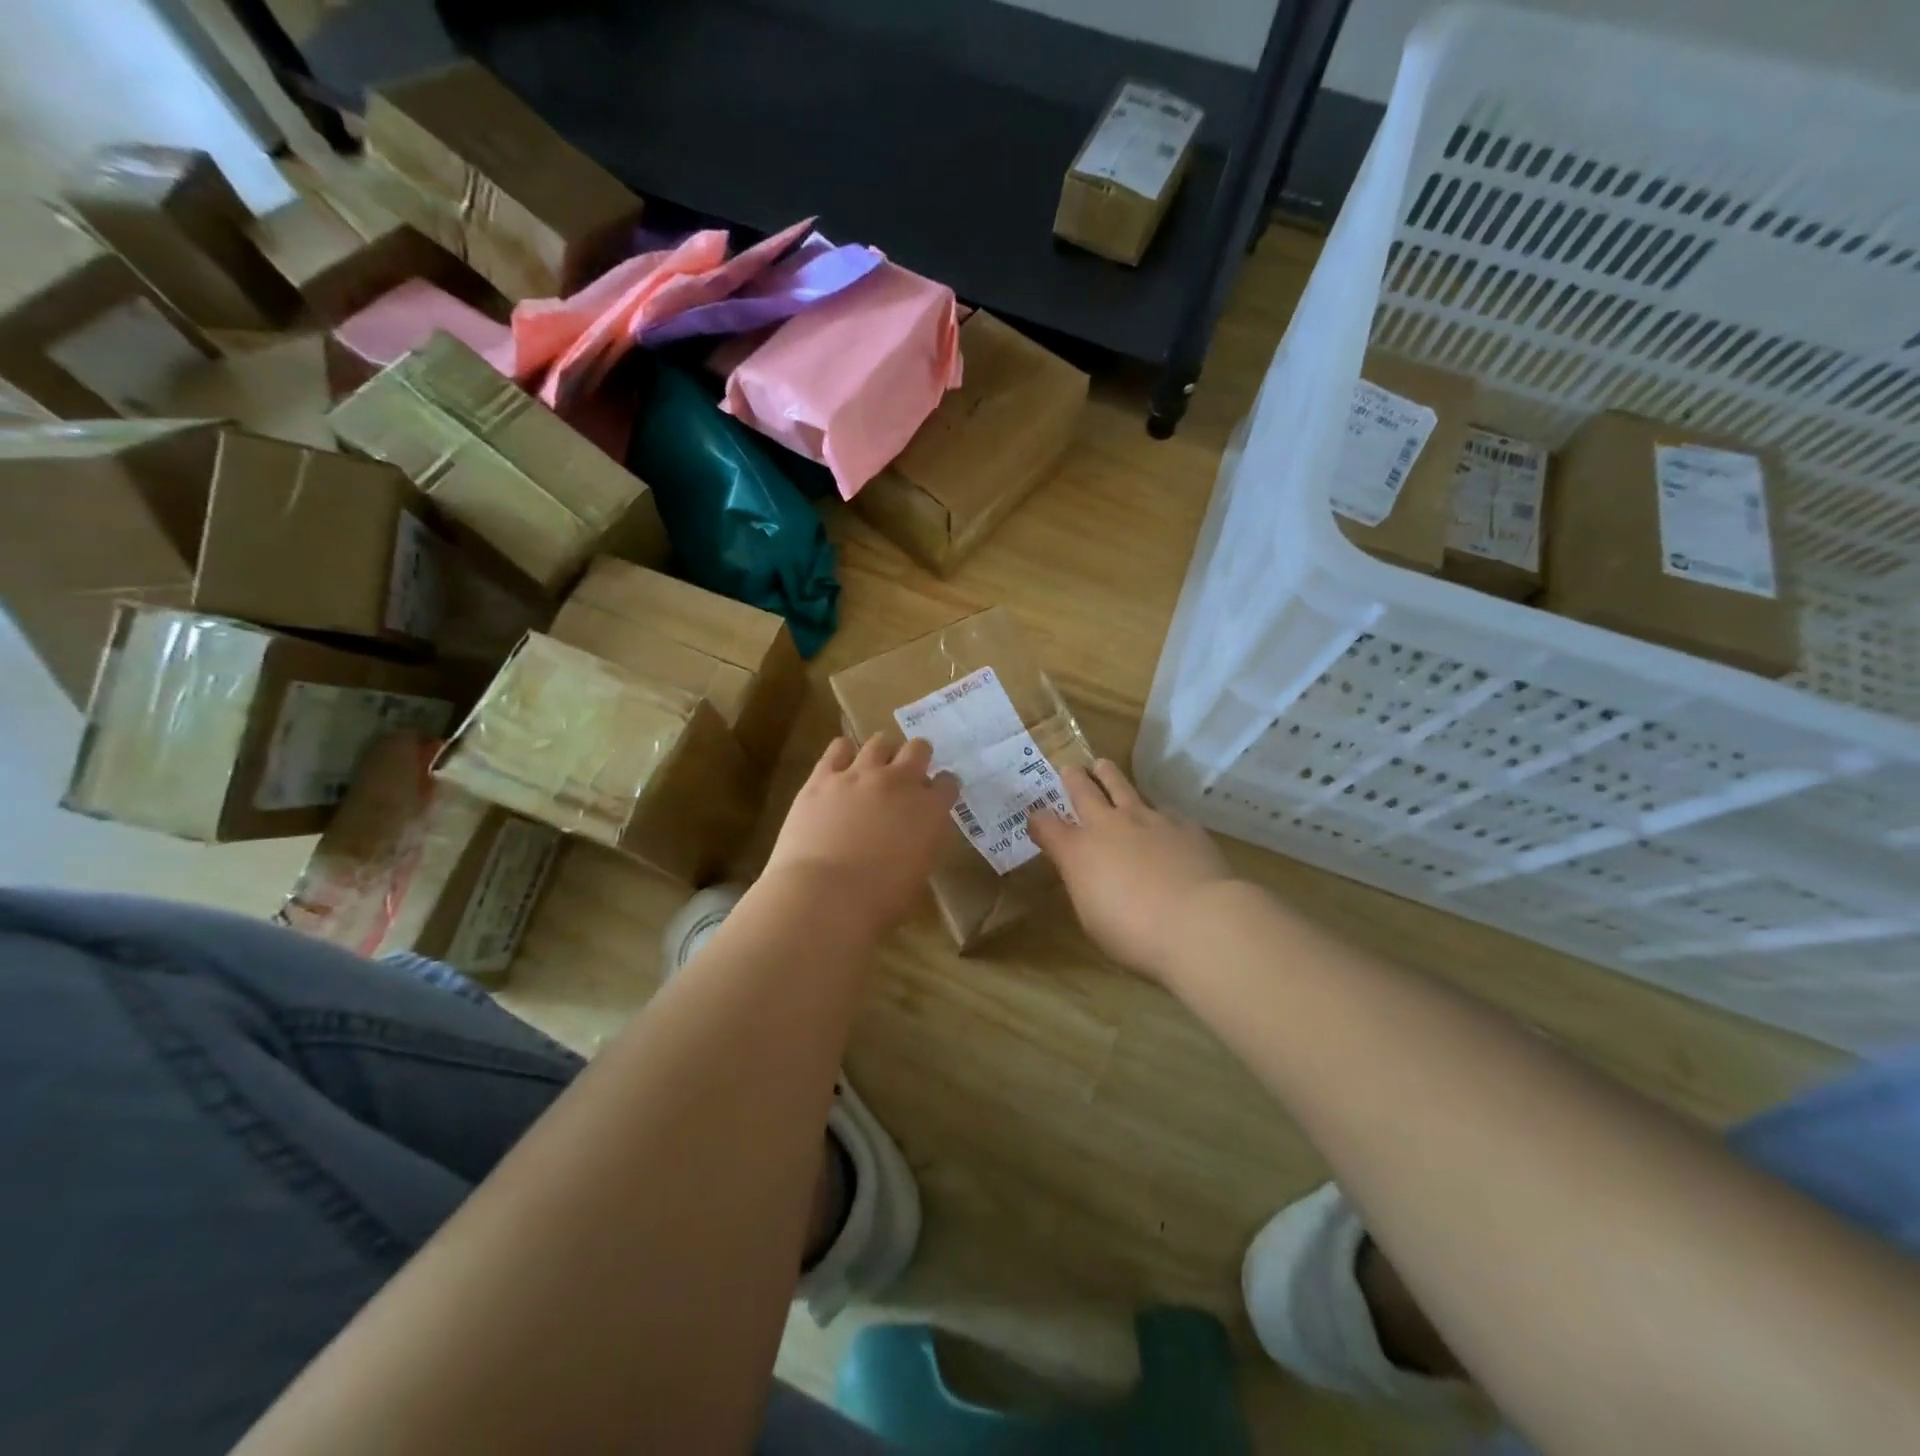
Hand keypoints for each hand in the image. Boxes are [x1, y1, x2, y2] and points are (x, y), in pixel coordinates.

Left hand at [763, 736, 959, 938]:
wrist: (824, 897)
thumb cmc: (880, 902)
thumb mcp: (919, 875)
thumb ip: (922, 844)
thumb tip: (916, 835)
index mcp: (930, 810)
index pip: (948, 782)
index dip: (943, 787)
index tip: (937, 795)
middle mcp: (900, 782)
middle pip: (918, 749)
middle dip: (918, 757)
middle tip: (908, 773)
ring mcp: (860, 775)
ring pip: (879, 741)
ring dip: (883, 751)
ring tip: (876, 764)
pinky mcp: (823, 777)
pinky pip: (838, 748)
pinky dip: (843, 752)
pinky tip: (842, 763)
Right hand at [1026, 759, 1237, 982]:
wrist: (1197, 921)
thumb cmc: (1134, 934)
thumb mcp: (1092, 918)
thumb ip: (1086, 887)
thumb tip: (1088, 874)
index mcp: (1078, 852)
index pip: (1046, 826)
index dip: (1038, 821)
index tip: (1035, 818)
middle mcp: (1108, 825)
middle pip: (1083, 791)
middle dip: (1073, 779)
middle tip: (1069, 769)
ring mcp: (1147, 819)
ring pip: (1121, 786)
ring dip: (1108, 775)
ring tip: (1103, 765)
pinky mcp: (1182, 823)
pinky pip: (1162, 808)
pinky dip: (1154, 810)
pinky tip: (1158, 815)